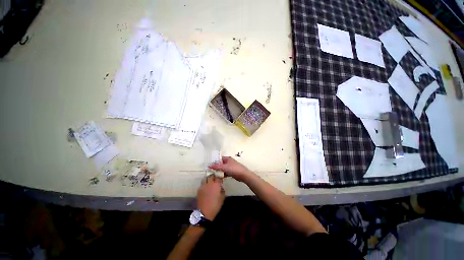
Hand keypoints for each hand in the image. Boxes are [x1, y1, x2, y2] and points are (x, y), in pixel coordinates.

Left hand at [197, 175, 224, 220]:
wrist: (204, 212)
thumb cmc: (215, 205)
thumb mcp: (222, 197)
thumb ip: (222, 190)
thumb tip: (221, 186)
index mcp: (216, 185)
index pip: (218, 177)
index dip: (219, 176)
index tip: (221, 177)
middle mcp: (209, 183)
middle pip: (211, 175)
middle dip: (213, 175)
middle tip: (215, 177)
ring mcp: (203, 186)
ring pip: (205, 178)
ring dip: (208, 178)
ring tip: (210, 180)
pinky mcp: (199, 189)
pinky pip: (202, 183)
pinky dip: (204, 183)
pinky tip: (206, 186)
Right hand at [209, 156, 252, 182]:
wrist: (243, 175)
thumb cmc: (234, 169)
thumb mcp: (224, 167)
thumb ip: (217, 166)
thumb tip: (209, 165)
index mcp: (227, 159)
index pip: (219, 159)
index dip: (215, 161)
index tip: (209, 165)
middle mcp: (229, 162)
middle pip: (221, 164)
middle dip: (216, 167)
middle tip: (210, 171)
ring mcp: (230, 167)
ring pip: (223, 169)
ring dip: (219, 171)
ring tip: (213, 175)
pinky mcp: (232, 172)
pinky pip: (226, 172)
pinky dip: (223, 174)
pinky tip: (219, 178)